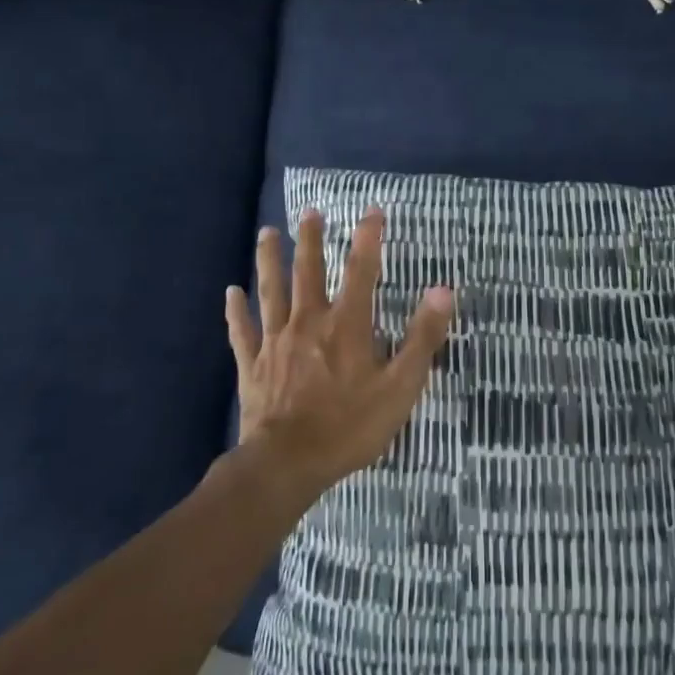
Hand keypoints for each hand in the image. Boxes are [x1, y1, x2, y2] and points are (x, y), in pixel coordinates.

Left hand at [225, 206, 453, 499]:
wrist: (287, 464)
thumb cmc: (350, 426)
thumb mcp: (400, 386)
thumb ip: (422, 337)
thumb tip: (443, 290)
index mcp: (346, 325)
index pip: (361, 270)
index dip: (368, 238)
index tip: (372, 210)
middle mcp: (308, 322)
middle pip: (308, 271)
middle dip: (310, 238)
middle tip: (310, 211)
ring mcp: (276, 342)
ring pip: (271, 291)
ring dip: (269, 260)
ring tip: (267, 232)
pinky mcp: (252, 365)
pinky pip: (242, 331)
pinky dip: (236, 311)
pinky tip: (231, 292)